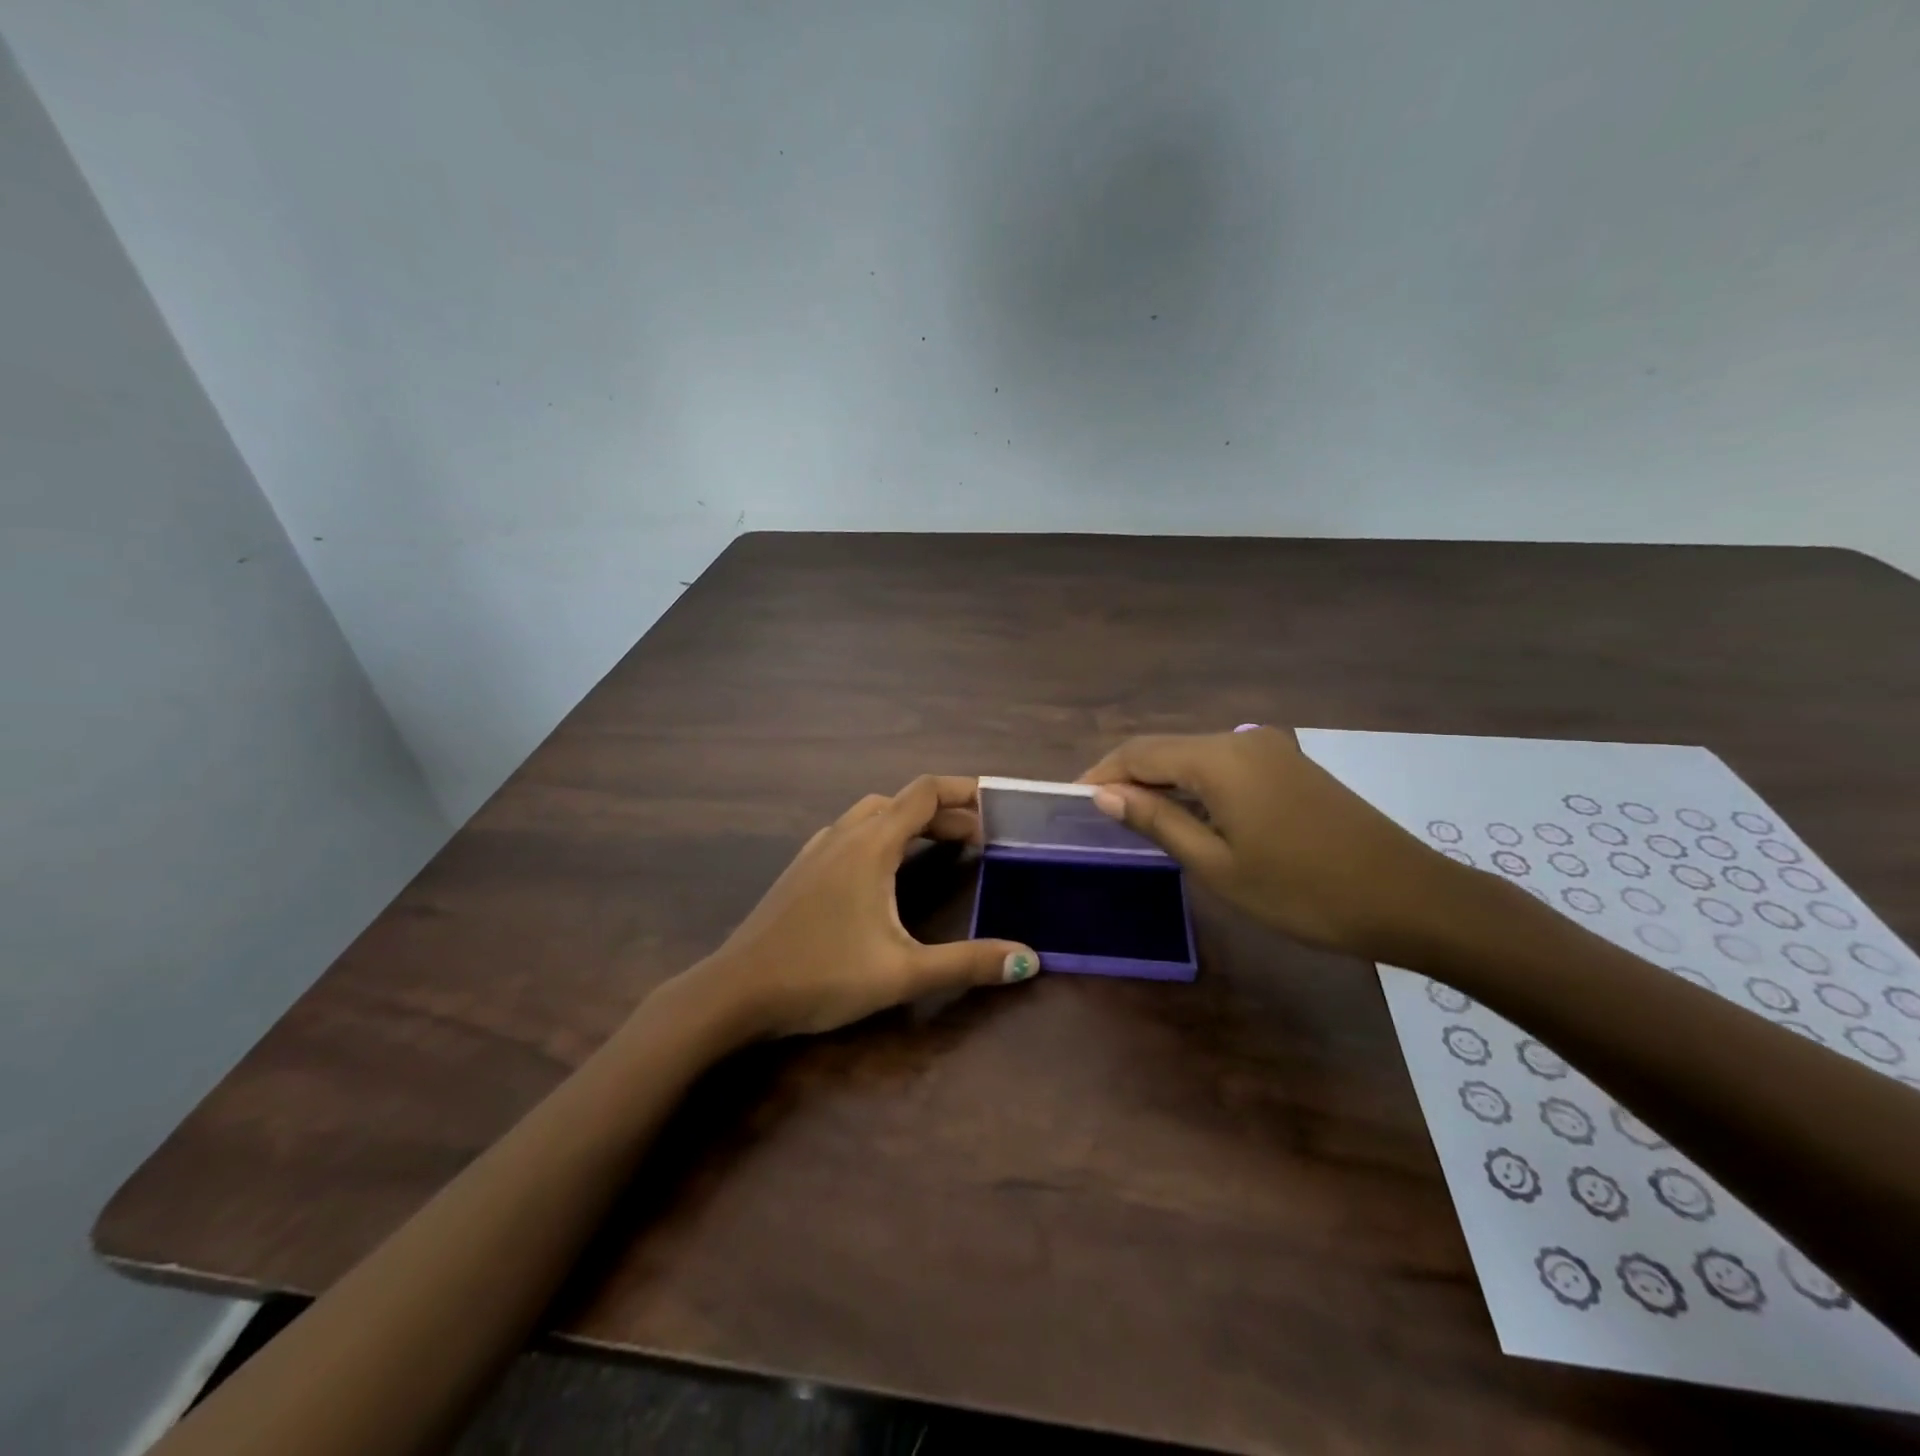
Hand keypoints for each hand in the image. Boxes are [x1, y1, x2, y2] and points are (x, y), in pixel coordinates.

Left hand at [681, 775, 1038, 1038]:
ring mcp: (816, 850)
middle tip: (979, 838)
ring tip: (939, 846)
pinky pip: (850, 834)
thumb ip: (968, 964)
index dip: (964, 791)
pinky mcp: (801, 870)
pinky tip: (884, 870)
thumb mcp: (902, 973)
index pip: (924, 793)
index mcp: (870, 844)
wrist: (734, 993)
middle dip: (944, 812)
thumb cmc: (821, 974)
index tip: (997, 806)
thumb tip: (1031, 961)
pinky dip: (881, 836)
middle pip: (901, 802)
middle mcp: (843, 835)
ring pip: (872, 815)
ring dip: (910, 822)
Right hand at [1079, 728, 1471, 960]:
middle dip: (1129, 777)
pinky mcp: (1291, 766)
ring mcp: (1272, 749)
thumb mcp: (1218, 864)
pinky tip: (1189, 817)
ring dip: (1162, 782)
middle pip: (1166, 748)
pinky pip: (1226, 767)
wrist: (1410, 899)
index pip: (1139, 752)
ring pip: (1196, 757)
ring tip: (1136, 821)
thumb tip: (1104, 794)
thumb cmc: (1303, 890)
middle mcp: (1242, 739)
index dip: (1101, 773)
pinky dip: (1196, 786)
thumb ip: (1157, 822)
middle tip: (1099, 816)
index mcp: (1220, 758)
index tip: (1071, 801)